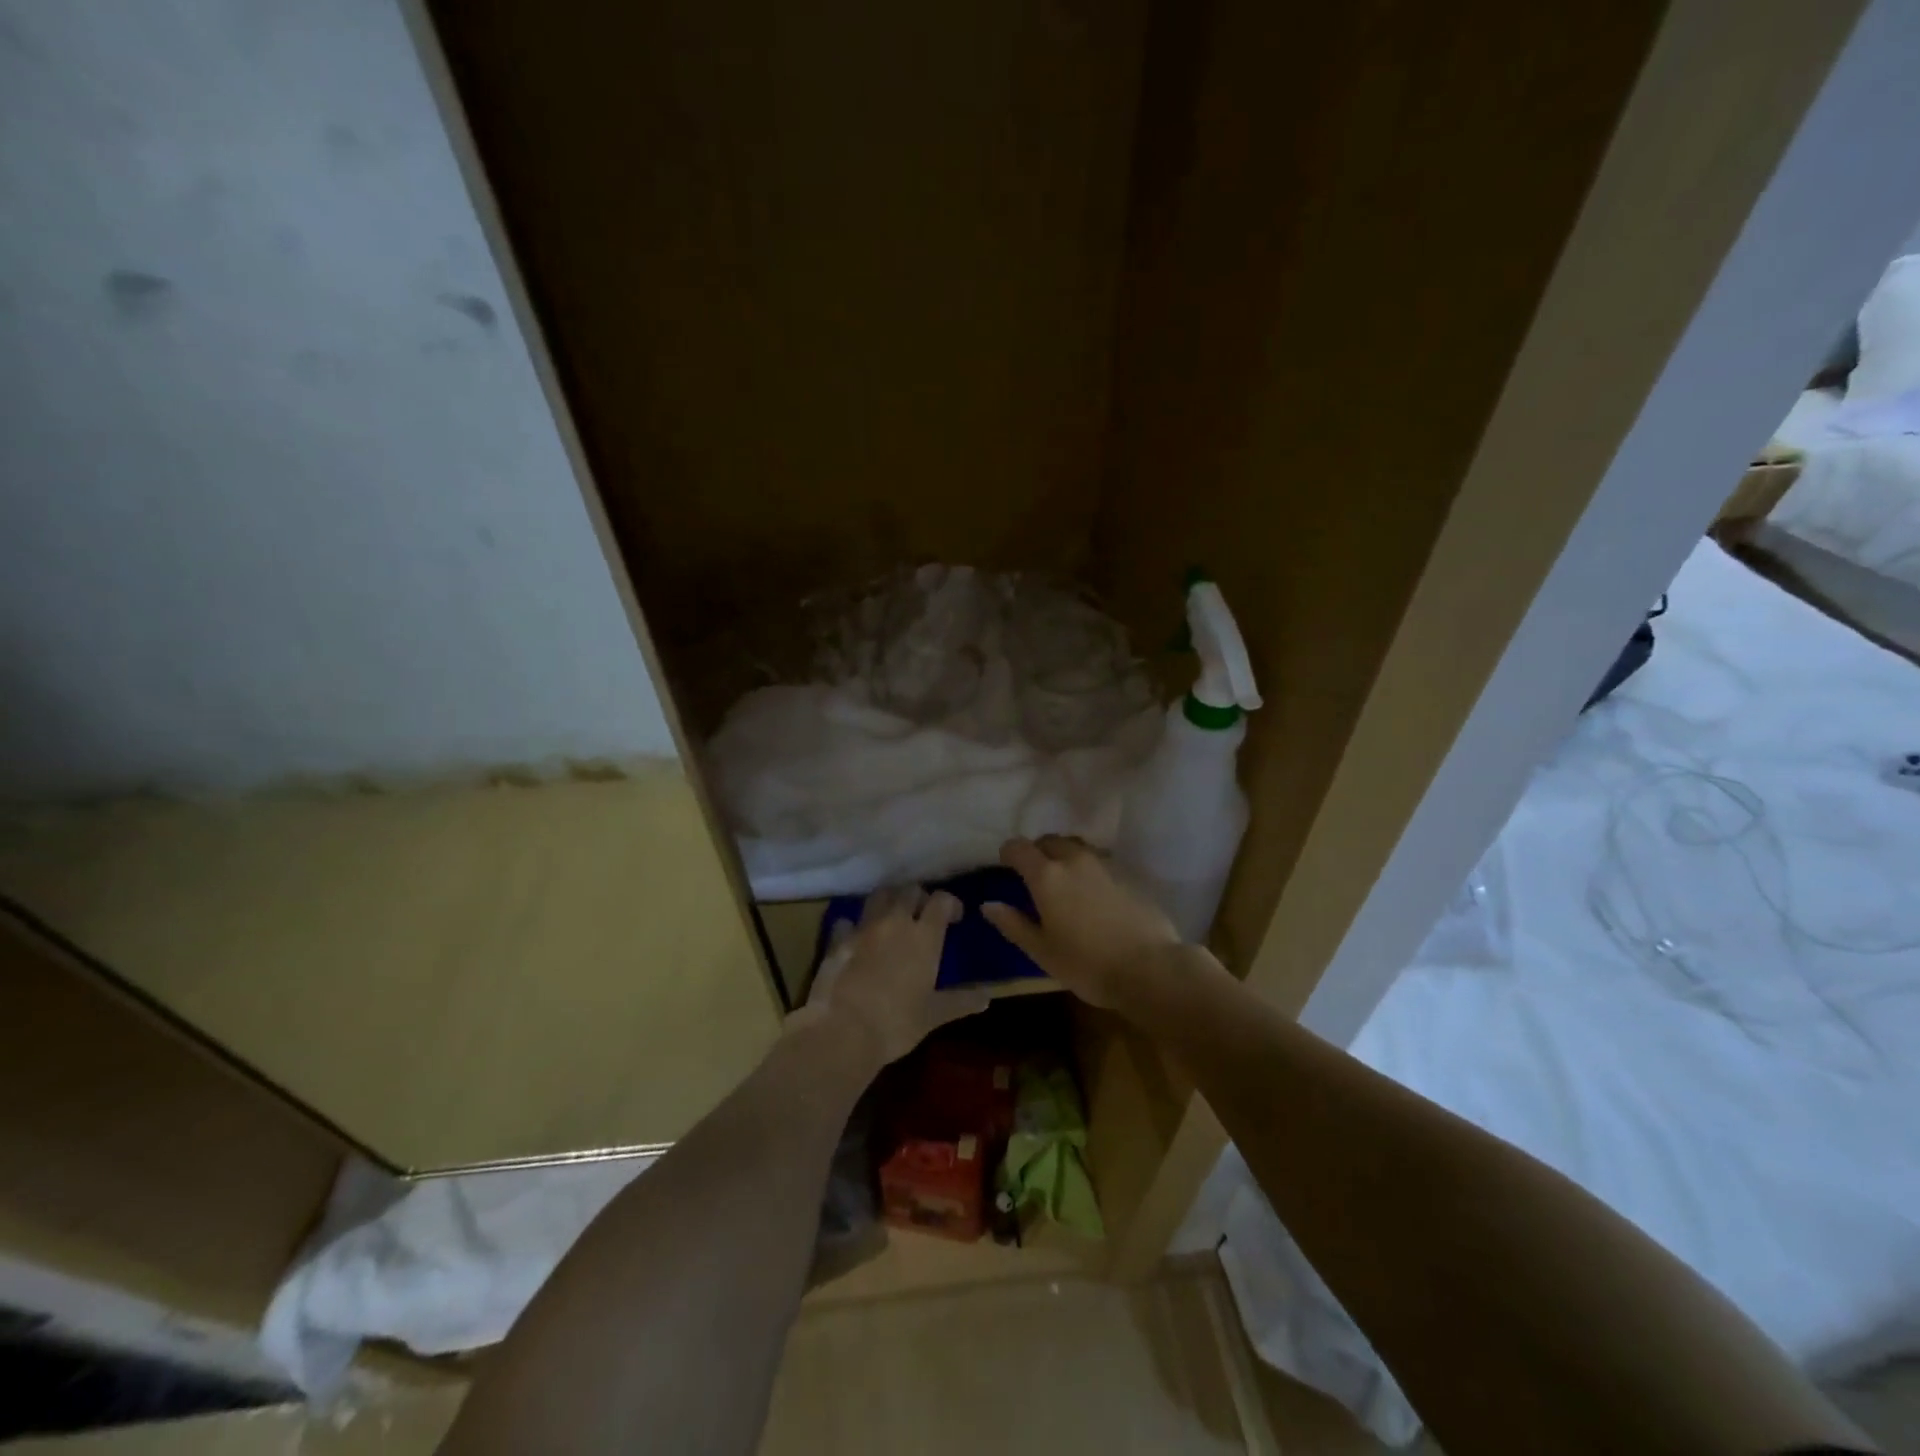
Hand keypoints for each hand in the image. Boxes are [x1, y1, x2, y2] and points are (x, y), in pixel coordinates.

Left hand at [799, 886, 988, 1066]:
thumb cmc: (896, 1024)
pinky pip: (847, 921)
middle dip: (919, 897)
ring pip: (879, 896)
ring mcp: (864, 928)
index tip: (954, 917)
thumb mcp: (933, 1015)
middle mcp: (895, 922)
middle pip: (909, 890)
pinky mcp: (838, 939)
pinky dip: (854, 925)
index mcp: (924, 937)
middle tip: (922, 915)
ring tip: (892, 918)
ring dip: (889, 901)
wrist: (842, 1031)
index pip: (941, 900)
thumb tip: (987, 997)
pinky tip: (857, 937)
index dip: (950, 903)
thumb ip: (961, 1001)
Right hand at [981, 836, 1186, 1009]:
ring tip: (1064, 882)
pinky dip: (1088, 869)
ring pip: (1077, 848)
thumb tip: (988, 905)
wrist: (1151, 968)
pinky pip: (1099, 861)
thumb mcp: (1042, 951)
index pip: (1018, 847)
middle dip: (1037, 851)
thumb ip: (1013, 924)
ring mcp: (1105, 864)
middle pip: (1049, 841)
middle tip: (1034, 875)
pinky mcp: (1128, 875)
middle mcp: (1074, 860)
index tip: (1006, 866)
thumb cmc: (1088, 964)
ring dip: (1064, 857)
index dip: (1008, 853)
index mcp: (1047, 876)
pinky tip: (1092, 894)